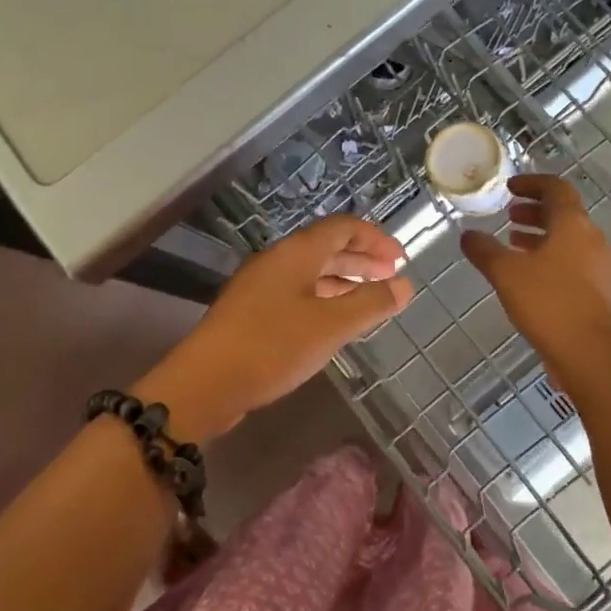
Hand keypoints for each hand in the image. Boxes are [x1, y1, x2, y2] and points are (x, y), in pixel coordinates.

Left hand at [138, 216, 413, 439]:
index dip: (375, 238)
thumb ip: (371, 304)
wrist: (205, 382)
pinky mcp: (252, 312)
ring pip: (312, 272)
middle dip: (362, 259)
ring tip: (370, 299)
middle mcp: (278, 261)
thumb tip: (405, 285)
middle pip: (327, 247)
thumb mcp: (331, 326)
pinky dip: (324, 299)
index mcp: (296, 253)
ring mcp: (261, 286)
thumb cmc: (272, 346)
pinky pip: (298, 293)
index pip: (343, 227)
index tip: (401, 260)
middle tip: (392, 277)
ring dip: (344, 280)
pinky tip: (335, 321)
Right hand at [461, 175, 610, 372]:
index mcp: (573, 224)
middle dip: (534, 210)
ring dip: (541, 235)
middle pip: (564, 213)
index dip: (532, 183)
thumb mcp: (506, 273)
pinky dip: (550, 257)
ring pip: (568, 239)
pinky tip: (529, 276)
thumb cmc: (549, 303)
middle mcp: (591, 239)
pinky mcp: (599, 291)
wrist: (593, 355)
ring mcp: (599, 266)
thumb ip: (484, 250)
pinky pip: (572, 261)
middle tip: (508, 215)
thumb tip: (467, 235)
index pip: (556, 188)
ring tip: (513, 243)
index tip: (510, 187)